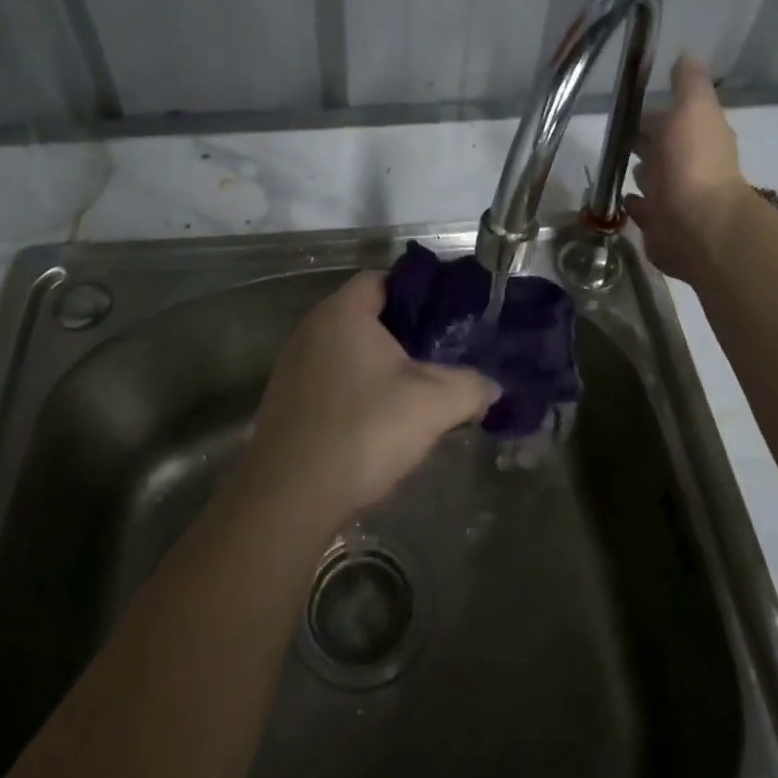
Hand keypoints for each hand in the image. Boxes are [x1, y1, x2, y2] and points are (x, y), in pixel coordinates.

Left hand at [240, 272, 499, 525]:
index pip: (383, 280)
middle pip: (366, 315)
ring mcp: (293, 365)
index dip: (417, 294)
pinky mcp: (285, 400)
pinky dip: (355, 390)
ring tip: (412, 394)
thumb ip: (471, 387)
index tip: (446, 321)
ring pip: (348, 351)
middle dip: (403, 334)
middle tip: (438, 358)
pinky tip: (376, 423)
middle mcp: (311, 329)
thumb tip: (492, 386)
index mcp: (343, 313)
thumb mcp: (432, 405)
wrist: (288, 497)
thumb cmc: (362, 431)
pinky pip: (329, 379)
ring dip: (378, 367)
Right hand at [626, 54, 749, 282]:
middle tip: (615, 137)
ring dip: (640, 172)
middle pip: (660, 149)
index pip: (670, 120)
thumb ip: (689, 84)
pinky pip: (643, 210)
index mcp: (697, 135)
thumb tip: (689, 53)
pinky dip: (634, 203)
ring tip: (614, 166)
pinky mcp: (659, 225)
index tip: (625, 109)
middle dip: (643, 143)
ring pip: (652, 179)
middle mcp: (688, 165)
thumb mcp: (693, 109)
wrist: (698, 224)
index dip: (651, 115)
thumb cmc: (693, 161)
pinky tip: (622, 199)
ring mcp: (674, 197)